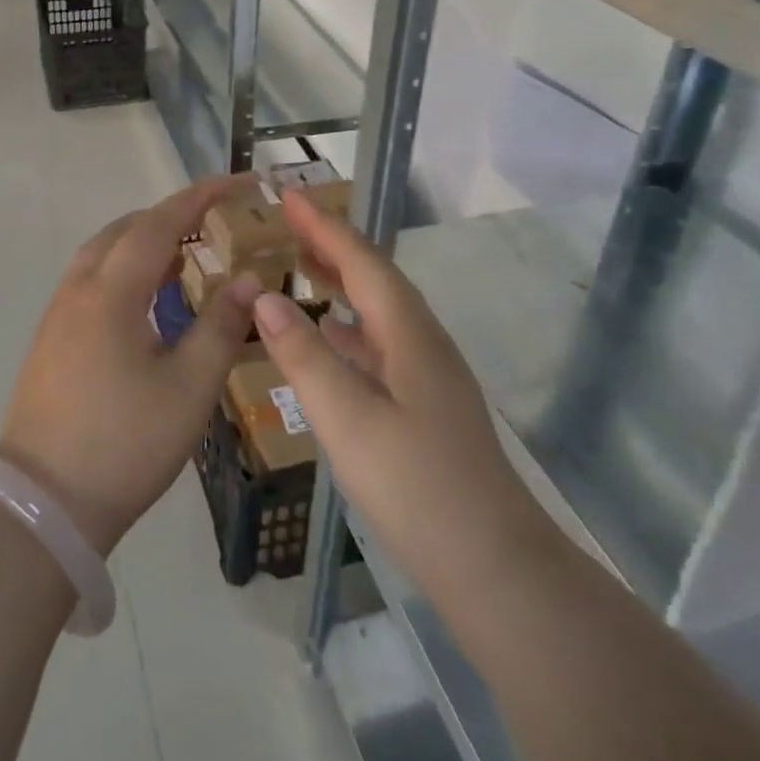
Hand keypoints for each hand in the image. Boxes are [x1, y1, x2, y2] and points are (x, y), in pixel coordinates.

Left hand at [0, 175, 261, 554]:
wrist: (44, 502)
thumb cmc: (125, 443)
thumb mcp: (189, 387)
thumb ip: (221, 325)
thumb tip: (249, 280)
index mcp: (111, 290)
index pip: (159, 223)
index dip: (199, 198)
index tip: (235, 183)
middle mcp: (79, 287)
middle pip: (125, 229)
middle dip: (171, 217)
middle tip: (215, 223)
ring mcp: (58, 312)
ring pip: (103, 252)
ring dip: (144, 242)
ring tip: (185, 256)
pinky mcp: (51, 337)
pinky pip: (91, 279)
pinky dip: (124, 268)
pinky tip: (146, 298)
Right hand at [252, 191, 550, 603]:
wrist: (494, 566)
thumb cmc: (417, 486)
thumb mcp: (349, 418)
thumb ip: (304, 355)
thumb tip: (265, 297)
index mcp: (408, 333)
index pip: (361, 260)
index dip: (324, 225)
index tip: (289, 194)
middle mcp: (422, 342)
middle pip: (373, 277)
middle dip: (331, 244)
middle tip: (287, 222)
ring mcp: (427, 375)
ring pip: (377, 310)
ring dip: (339, 281)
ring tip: (300, 267)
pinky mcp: (425, 405)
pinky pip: (378, 342)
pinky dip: (346, 326)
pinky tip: (327, 339)